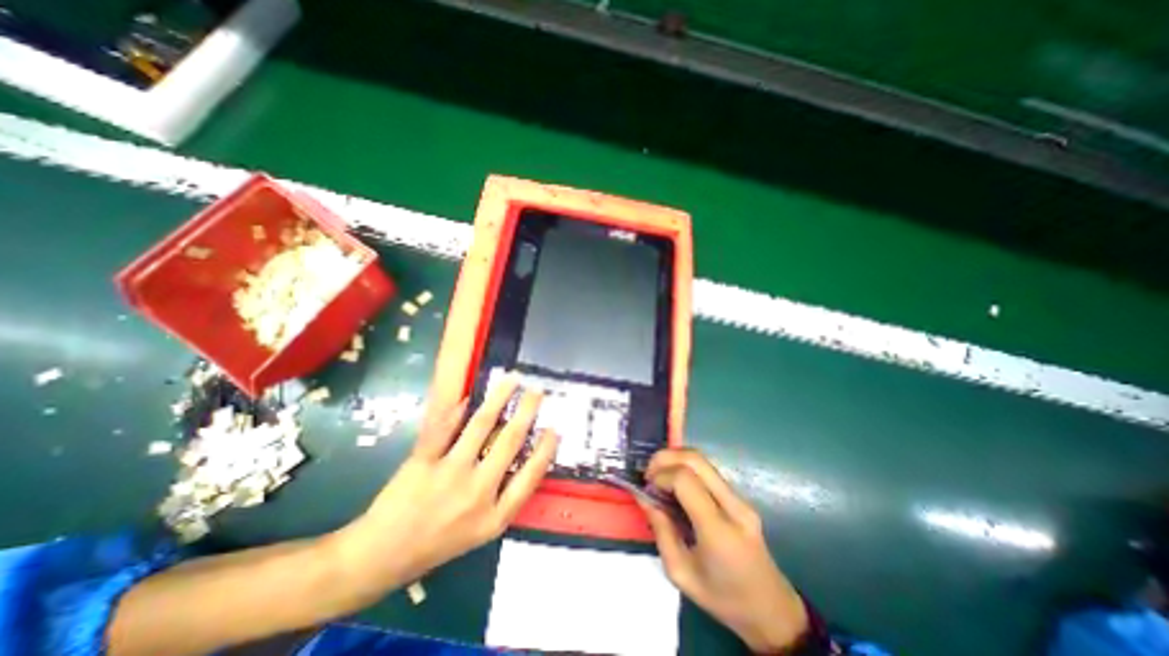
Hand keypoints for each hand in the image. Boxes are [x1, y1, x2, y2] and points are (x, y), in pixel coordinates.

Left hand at [329, 377, 556, 602]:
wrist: (381, 558)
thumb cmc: (438, 545)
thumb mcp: (480, 532)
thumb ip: (504, 498)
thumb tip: (521, 456)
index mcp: (494, 517)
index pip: (531, 476)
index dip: (545, 449)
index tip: (554, 428)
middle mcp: (477, 493)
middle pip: (510, 441)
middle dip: (527, 411)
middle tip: (537, 391)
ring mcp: (449, 474)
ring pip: (481, 425)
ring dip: (500, 398)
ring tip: (512, 380)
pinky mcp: (423, 462)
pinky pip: (444, 427)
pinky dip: (458, 409)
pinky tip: (470, 397)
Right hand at [643, 447, 809, 653]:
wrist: (772, 610)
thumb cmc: (723, 598)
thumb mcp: (681, 574)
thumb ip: (661, 530)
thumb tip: (643, 496)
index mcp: (718, 530)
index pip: (685, 480)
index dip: (661, 475)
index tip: (646, 487)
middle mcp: (733, 505)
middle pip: (695, 459)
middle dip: (665, 457)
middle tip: (649, 474)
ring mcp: (740, 498)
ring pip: (702, 459)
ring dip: (675, 460)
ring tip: (659, 477)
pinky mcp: (739, 496)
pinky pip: (708, 470)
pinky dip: (685, 467)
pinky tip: (675, 484)